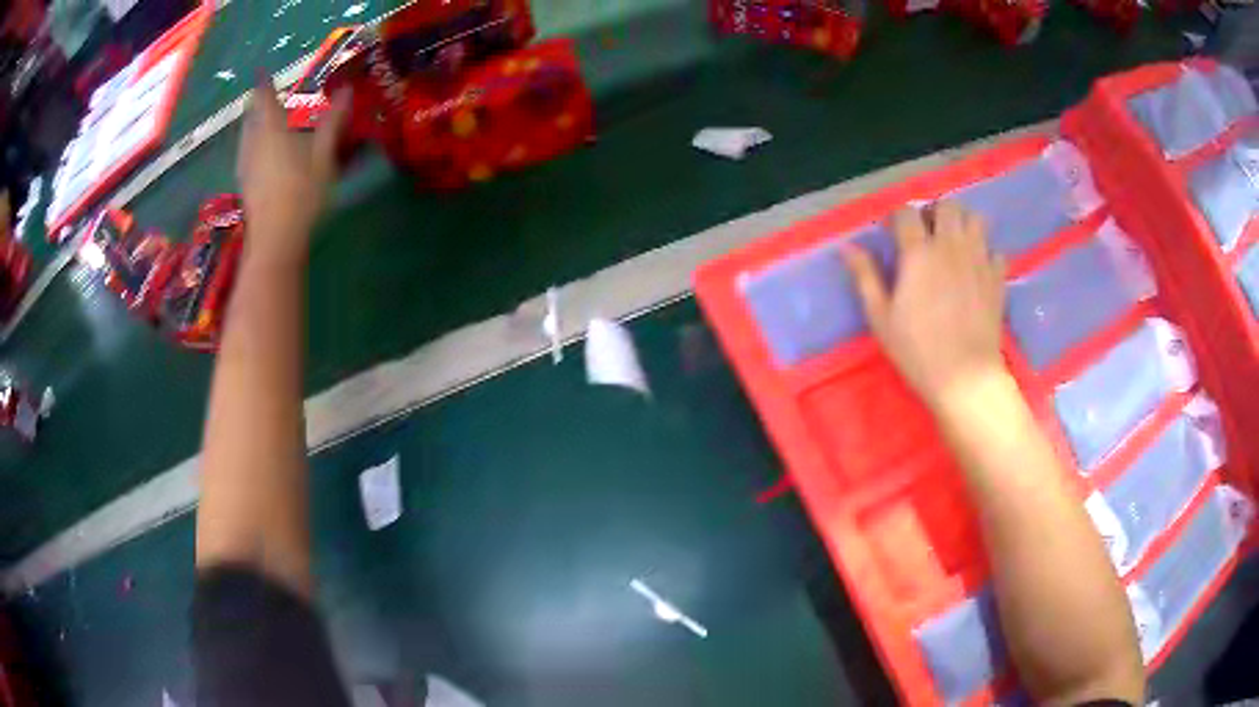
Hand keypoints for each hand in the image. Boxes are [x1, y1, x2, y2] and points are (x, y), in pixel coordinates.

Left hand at [237, 77, 349, 266]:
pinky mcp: (244, 184)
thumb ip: (333, 121)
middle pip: (250, 116)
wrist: (275, 239)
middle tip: (265, 95)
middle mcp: (253, 143)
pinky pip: (246, 152)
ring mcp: (245, 165)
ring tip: (262, 121)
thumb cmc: (301, 192)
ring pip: (245, 135)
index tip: (262, 71)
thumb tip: (347, 90)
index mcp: (271, 129)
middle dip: (257, 104)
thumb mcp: (324, 155)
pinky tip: (260, 152)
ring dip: (253, 124)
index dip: (264, 83)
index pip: (264, 98)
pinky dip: (252, 143)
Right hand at [843, 201, 1007, 412]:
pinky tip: (978, 271)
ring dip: (963, 225)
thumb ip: (866, 277)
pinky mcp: (997, 278)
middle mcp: (950, 246)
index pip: (906, 213)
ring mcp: (978, 259)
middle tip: (928, 235)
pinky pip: (996, 251)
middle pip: (947, 205)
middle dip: (935, 213)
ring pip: (975, 219)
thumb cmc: (917, 350)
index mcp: (918, 252)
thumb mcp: (881, 318)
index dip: (897, 219)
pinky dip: (986, 255)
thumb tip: (847, 247)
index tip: (892, 235)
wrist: (966, 377)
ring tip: (955, 246)